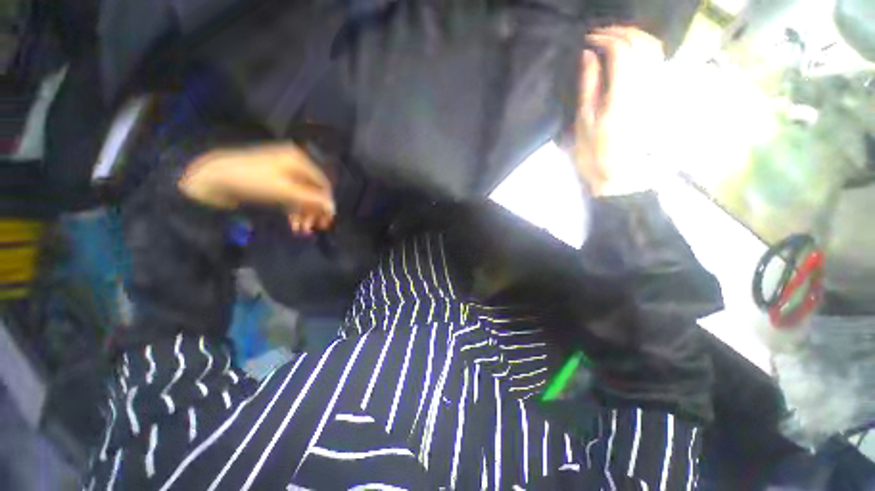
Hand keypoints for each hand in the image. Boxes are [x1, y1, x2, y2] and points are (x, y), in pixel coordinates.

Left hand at [179, 144, 334, 234]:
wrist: (212, 178)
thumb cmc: (253, 181)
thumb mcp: (286, 191)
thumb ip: (313, 200)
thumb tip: (333, 208)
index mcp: (299, 160)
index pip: (323, 184)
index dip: (326, 203)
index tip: (327, 221)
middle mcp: (294, 164)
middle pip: (312, 191)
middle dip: (313, 210)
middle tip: (314, 228)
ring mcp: (283, 173)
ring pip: (301, 195)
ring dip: (303, 213)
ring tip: (301, 230)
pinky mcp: (273, 182)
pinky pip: (289, 196)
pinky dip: (292, 210)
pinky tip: (292, 223)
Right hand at [573, 26, 663, 195]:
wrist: (619, 173)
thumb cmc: (594, 151)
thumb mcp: (584, 120)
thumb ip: (589, 84)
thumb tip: (588, 54)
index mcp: (623, 91)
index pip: (620, 50)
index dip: (604, 38)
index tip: (588, 39)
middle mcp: (646, 84)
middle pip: (641, 43)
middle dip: (620, 32)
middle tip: (600, 35)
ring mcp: (656, 88)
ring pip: (654, 48)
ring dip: (636, 36)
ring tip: (616, 38)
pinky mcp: (659, 94)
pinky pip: (659, 61)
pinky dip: (647, 48)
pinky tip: (633, 51)